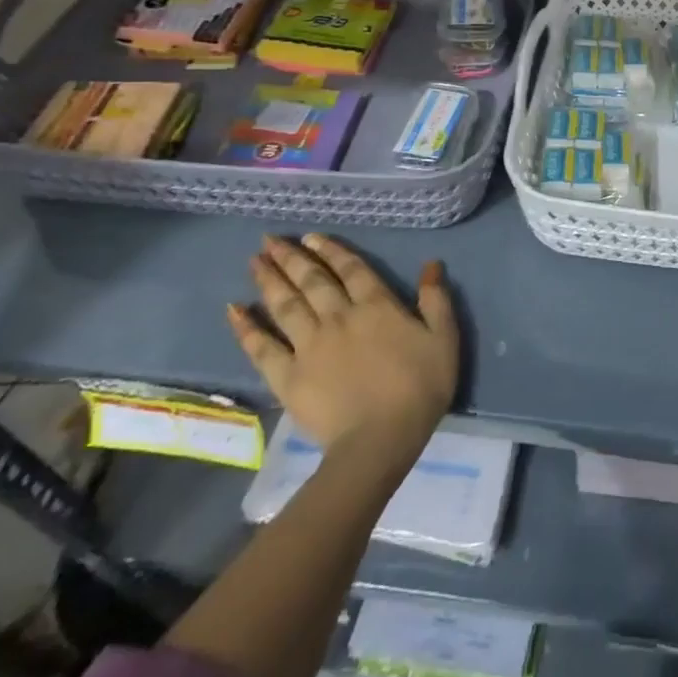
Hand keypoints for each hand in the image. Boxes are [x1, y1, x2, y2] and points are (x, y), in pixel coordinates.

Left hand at [227, 235, 458, 459]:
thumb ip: (436, 300)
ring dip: (269, 280)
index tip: (310, 236)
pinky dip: (247, 328)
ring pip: (285, 305)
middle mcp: (338, 316)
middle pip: (312, 280)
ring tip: (254, 261)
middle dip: (291, 257)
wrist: (380, 440)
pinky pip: (262, 347)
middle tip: (269, 240)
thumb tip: (431, 265)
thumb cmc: (419, 388)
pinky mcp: (288, 376)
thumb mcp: (444, 339)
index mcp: (376, 305)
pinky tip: (234, 310)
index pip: (351, 268)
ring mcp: (309, 345)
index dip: (331, 250)